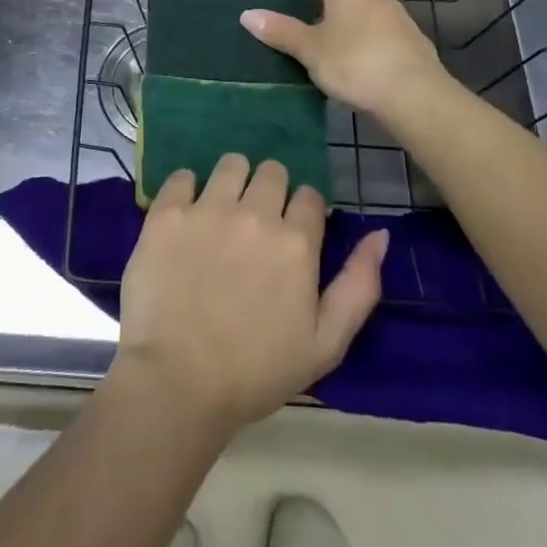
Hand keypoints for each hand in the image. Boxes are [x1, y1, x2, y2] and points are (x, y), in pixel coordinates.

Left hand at [113, 155, 387, 434]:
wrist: (178, 382)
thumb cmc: (257, 371)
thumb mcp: (326, 344)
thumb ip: (359, 285)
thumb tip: (380, 235)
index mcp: (296, 243)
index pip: (310, 196)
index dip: (303, 212)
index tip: (291, 233)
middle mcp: (254, 214)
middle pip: (272, 172)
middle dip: (270, 190)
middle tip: (256, 222)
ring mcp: (207, 209)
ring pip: (231, 164)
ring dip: (233, 180)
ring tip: (222, 211)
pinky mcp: (167, 213)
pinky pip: (182, 176)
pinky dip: (187, 189)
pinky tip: (186, 216)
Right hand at [241, 0, 448, 120]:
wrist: (414, 95)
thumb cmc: (353, 62)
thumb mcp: (308, 49)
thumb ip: (279, 31)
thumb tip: (247, 14)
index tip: (294, 23)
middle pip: (344, 3)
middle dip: (327, 21)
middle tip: (307, 47)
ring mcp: (400, 20)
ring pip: (365, 24)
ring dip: (351, 39)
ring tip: (332, 67)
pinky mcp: (416, 46)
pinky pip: (384, 45)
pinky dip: (371, 56)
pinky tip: (362, 79)